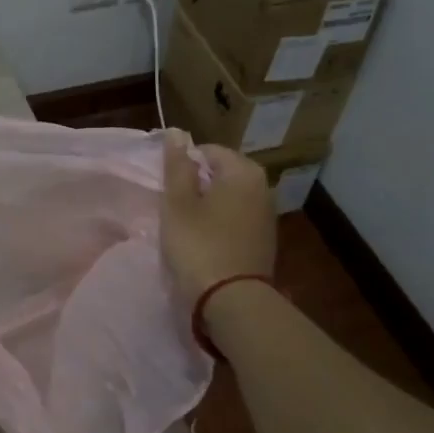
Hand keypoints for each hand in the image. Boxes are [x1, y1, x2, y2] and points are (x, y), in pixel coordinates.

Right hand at [161, 132, 276, 299]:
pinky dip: (219, 225)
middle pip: (219, 174)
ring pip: (228, 198)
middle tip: (173, 209)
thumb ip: (177, 165)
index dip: (182, 166)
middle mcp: (262, 186)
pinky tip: (204, 243)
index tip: (167, 190)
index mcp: (243, 171)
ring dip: (207, 207)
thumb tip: (177, 132)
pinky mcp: (264, 240)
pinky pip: (236, 220)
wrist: (232, 300)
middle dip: (195, 186)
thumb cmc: (199, 244)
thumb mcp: (178, 202)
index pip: (207, 151)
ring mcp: (267, 215)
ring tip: (185, 227)